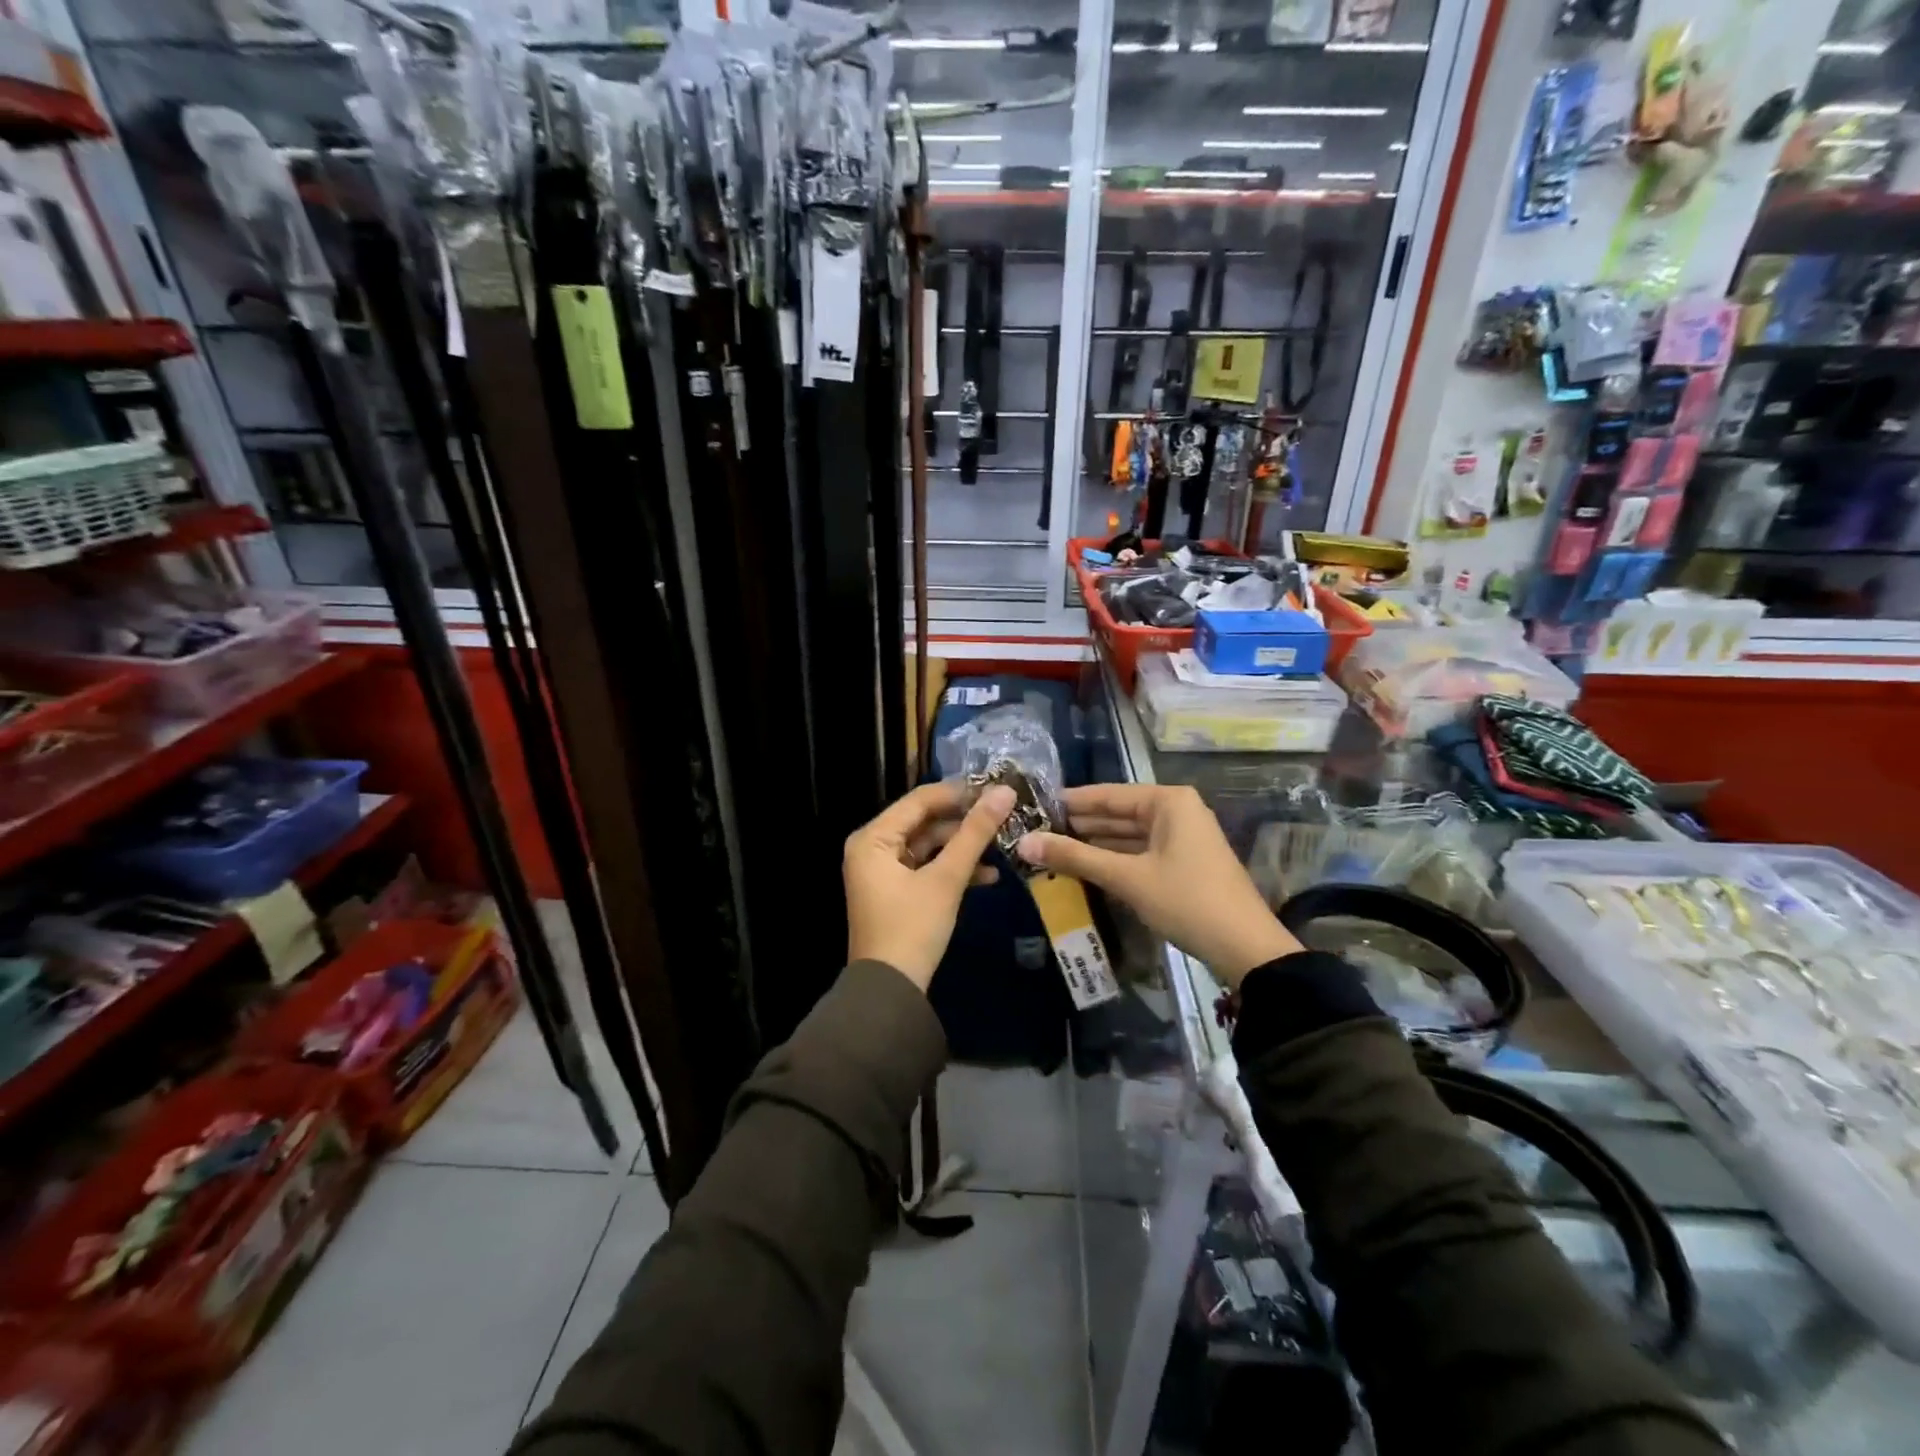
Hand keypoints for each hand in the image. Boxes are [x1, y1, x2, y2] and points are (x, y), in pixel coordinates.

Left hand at [844, 782, 1015, 991]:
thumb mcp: (946, 879)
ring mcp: (884, 872)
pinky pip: (927, 868)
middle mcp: (873, 848)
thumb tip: (1004, 793)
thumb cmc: (912, 928)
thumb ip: (975, 833)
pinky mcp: (897, 893)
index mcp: (873, 838)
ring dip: (963, 847)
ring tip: (1003, 843)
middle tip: (1005, 815)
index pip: (919, 800)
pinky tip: (989, 875)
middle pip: (924, 822)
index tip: (996, 788)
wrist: (890, 992)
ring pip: (929, 846)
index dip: (959, 792)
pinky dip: (953, 870)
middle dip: (964, 822)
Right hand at [1016, 783, 1298, 988]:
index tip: (1035, 806)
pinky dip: (1114, 860)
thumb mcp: (1127, 877)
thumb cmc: (1186, 900)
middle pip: (1118, 813)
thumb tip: (1025, 843)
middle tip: (1036, 831)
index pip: (1108, 794)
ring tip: (1052, 849)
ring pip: (1128, 835)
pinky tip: (1085, 867)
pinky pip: (1140, 853)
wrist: (1245, 948)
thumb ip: (1075, 857)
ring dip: (1094, 844)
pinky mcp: (1184, 863)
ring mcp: (1183, 838)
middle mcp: (1177, 811)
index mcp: (1168, 802)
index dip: (1071, 801)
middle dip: (1080, 825)